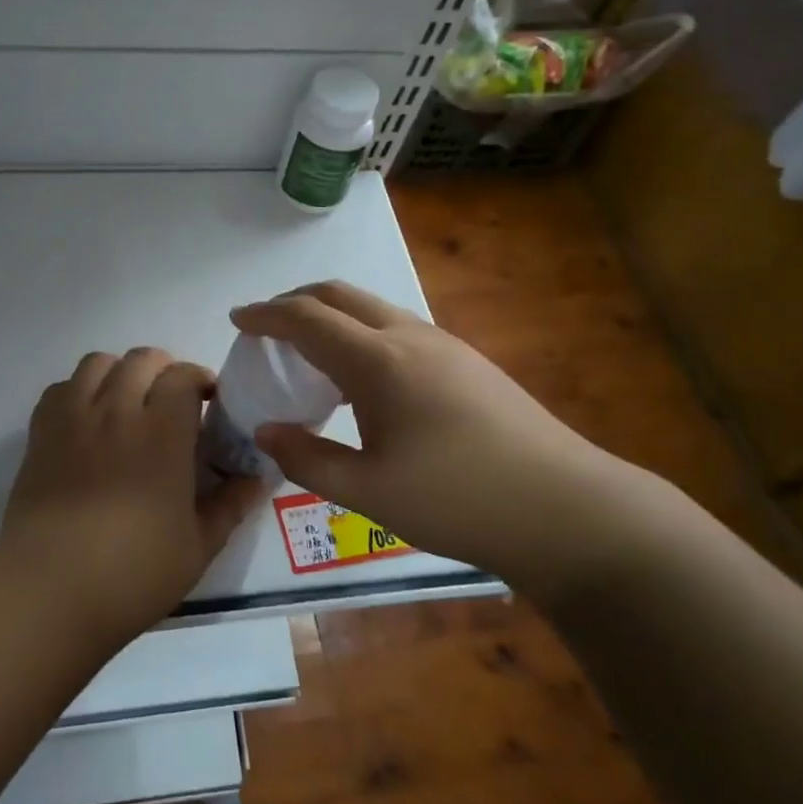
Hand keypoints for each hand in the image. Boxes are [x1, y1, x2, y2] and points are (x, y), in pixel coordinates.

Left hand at [0, 348, 266, 646]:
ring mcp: (74, 418)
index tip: (209, 401)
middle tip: (171, 402)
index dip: (199, 379)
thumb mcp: (198, 546)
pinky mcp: (40, 434)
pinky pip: (60, 388)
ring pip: (97, 363)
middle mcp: (118, 410)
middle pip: (141, 359)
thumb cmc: (134, 572)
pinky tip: (86, 421)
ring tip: (127, 402)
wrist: (50, 590)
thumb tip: (256, 479)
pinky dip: (78, 391)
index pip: (183, 376)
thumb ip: (230, 506)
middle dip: (163, 370)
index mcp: (163, 432)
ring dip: (119, 372)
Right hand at [233, 282, 640, 595]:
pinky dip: (360, 334)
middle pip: (339, 295)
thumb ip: (308, 458)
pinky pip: (396, 328)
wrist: (565, 509)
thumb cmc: (457, 499)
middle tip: (267, 327)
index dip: (266, 314)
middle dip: (295, 301)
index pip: (307, 318)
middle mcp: (409, 336)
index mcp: (379, 360)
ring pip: (372, 308)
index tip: (237, 319)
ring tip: (309, 353)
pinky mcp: (467, 362)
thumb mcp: (368, 492)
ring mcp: (444, 345)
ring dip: (331, 316)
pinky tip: (363, 379)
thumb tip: (265, 432)